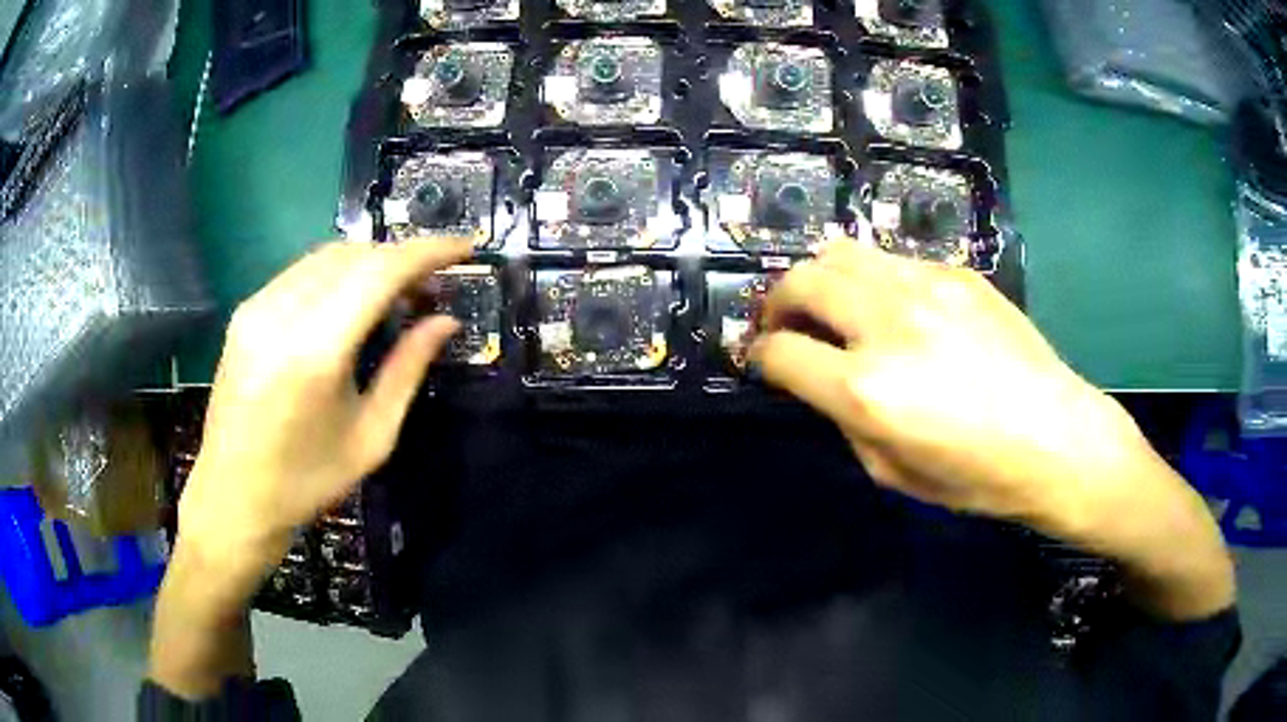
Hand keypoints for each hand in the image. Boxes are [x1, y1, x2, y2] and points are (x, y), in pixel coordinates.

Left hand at [178, 239, 471, 592]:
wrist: (234, 496)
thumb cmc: (307, 480)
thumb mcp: (371, 436)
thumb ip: (408, 369)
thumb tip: (446, 321)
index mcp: (315, 352)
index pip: (380, 271)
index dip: (428, 251)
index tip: (465, 247)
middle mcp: (281, 314)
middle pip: (355, 254)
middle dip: (401, 258)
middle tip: (432, 287)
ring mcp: (257, 307)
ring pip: (327, 255)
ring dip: (370, 263)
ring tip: (396, 293)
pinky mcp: (245, 311)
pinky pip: (301, 272)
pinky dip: (338, 274)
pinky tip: (351, 302)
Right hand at [750, 241, 1232, 618]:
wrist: (1060, 439)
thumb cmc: (979, 477)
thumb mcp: (893, 473)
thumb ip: (845, 418)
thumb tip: (823, 381)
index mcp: (868, 389)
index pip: (782, 351)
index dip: (761, 357)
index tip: (763, 361)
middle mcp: (889, 323)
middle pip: (803, 281)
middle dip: (778, 302)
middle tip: (784, 323)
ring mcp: (928, 287)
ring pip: (844, 252)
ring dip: (822, 279)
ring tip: (832, 305)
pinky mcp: (959, 273)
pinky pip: (895, 261)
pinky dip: (874, 280)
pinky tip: (894, 308)